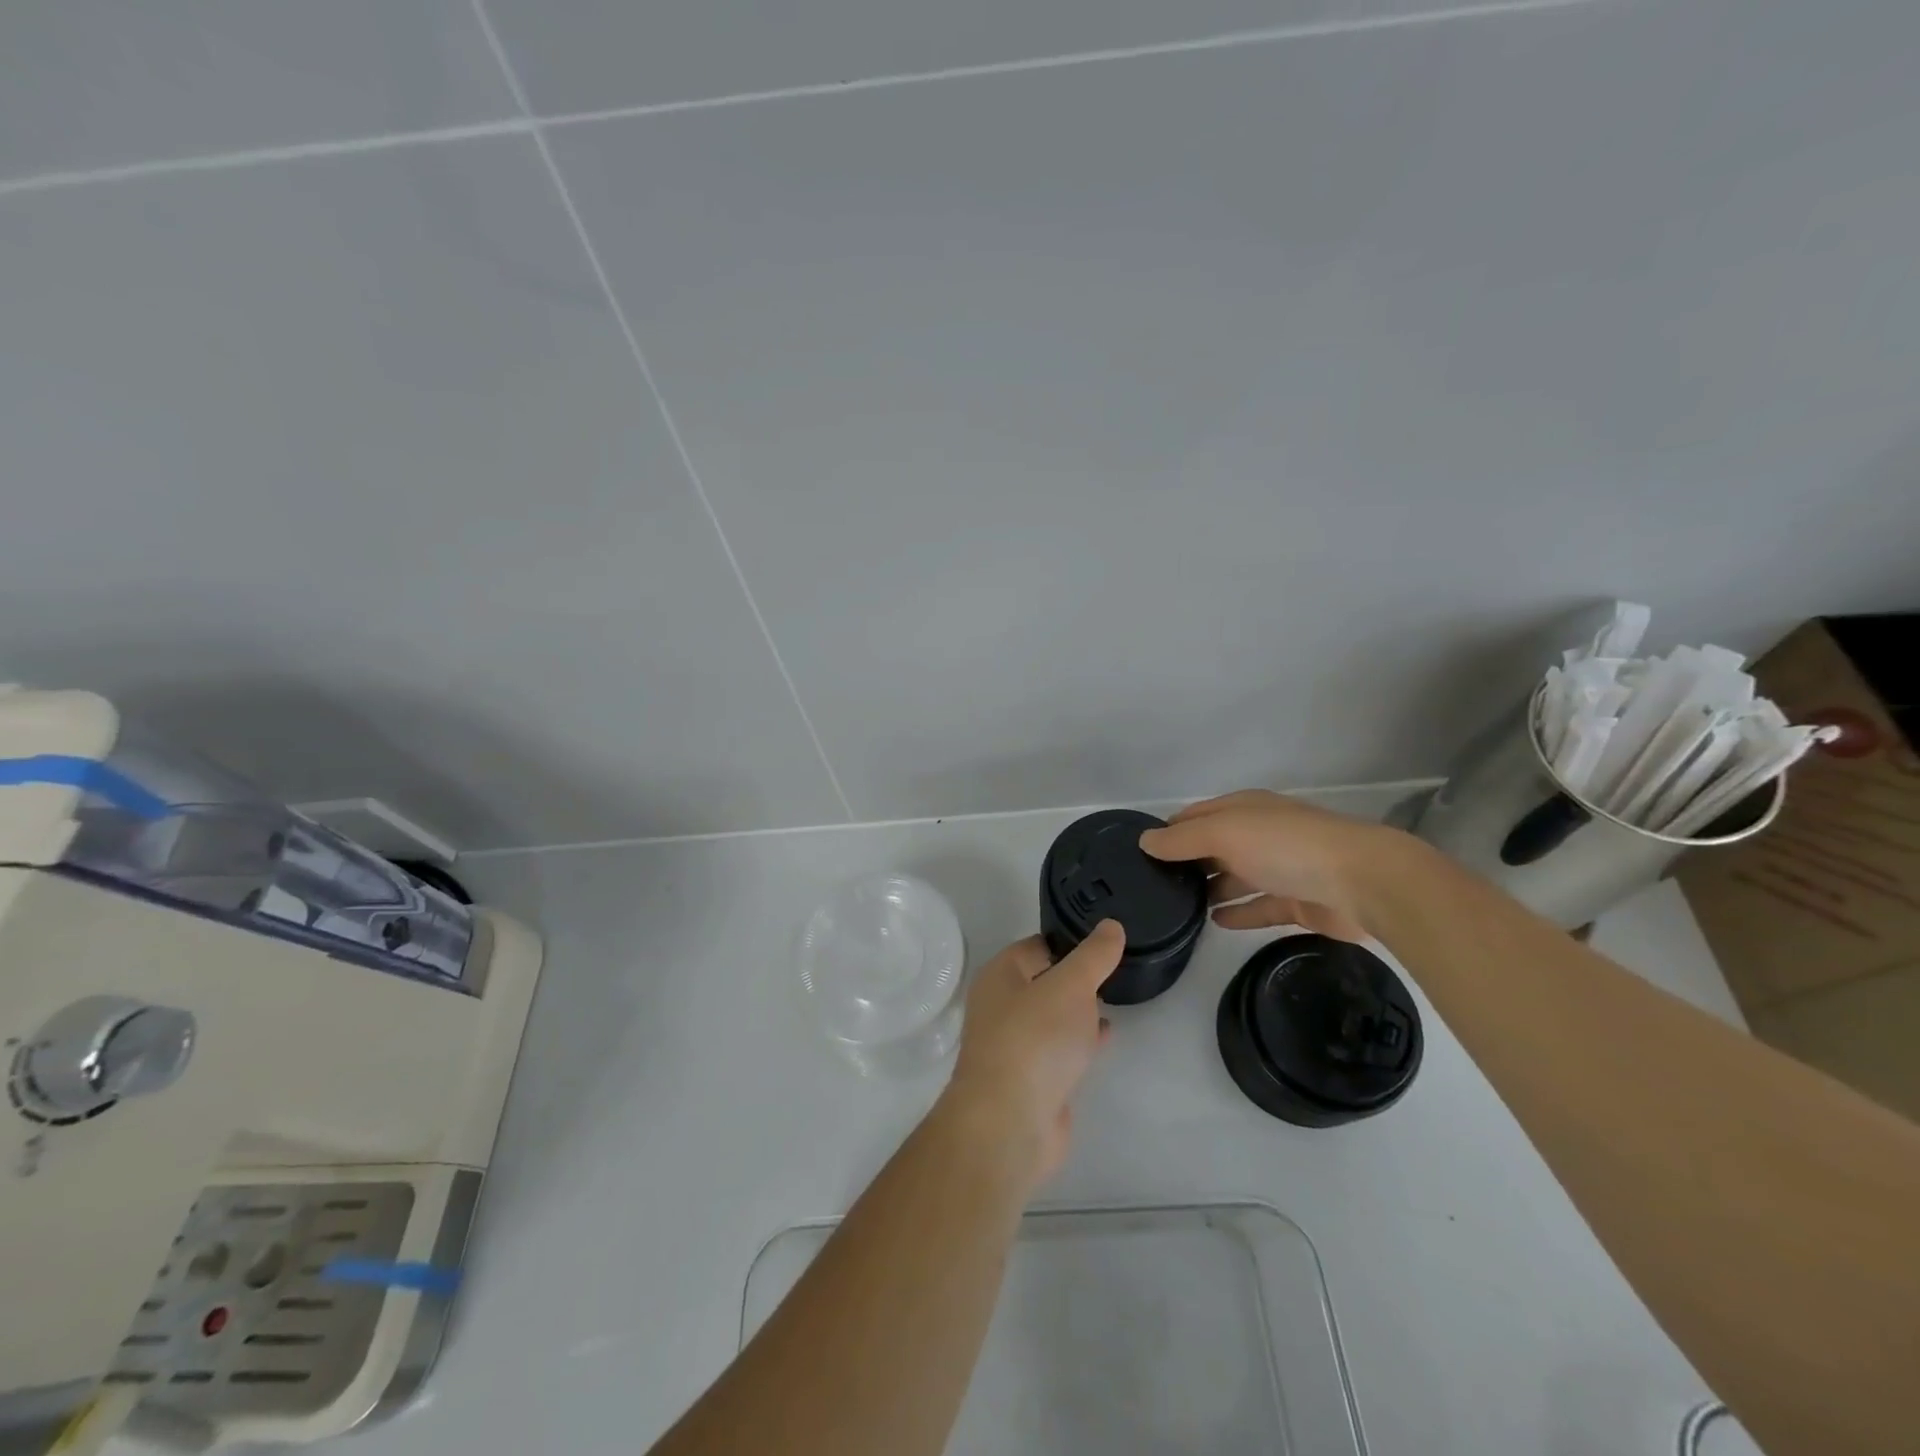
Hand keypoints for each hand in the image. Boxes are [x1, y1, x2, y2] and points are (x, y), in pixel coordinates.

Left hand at [941, 923, 1122, 1187]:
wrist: (1010, 1124)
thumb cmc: (1035, 1040)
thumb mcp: (1071, 986)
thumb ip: (1094, 956)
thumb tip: (1111, 926)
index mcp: (1000, 976)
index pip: (1037, 945)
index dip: (1069, 941)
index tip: (1105, 941)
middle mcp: (1001, 1006)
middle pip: (1043, 980)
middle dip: (1075, 976)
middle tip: (1113, 969)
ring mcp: (1014, 1045)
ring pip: (1051, 1016)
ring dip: (1077, 1009)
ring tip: (1114, 997)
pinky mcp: (1030, 1079)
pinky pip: (1058, 1048)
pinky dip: (1079, 1039)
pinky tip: (1104, 1036)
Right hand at [1138, 790, 1396, 940]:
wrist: (1363, 882)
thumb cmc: (1286, 847)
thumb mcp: (1224, 834)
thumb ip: (1182, 839)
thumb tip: (1145, 841)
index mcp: (1245, 810)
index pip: (1196, 815)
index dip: (1169, 830)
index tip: (1140, 852)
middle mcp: (1260, 834)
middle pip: (1215, 846)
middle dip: (1187, 861)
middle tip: (1153, 885)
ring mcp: (1280, 868)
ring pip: (1236, 877)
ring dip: (1210, 888)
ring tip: (1178, 908)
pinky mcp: (1297, 901)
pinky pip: (1258, 907)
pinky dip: (1238, 913)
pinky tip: (1215, 922)